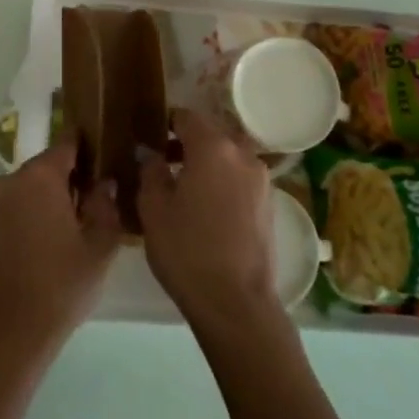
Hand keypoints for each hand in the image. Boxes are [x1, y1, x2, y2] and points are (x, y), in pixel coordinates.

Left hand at [0, 136, 121, 366]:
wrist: (12, 330)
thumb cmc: (62, 283)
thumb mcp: (100, 244)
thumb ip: (106, 204)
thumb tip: (105, 182)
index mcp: (39, 176)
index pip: (68, 143)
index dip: (91, 145)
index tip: (111, 151)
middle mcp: (12, 180)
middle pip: (50, 163)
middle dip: (75, 173)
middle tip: (104, 192)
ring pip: (35, 184)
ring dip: (57, 193)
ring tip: (85, 216)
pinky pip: (21, 202)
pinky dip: (40, 208)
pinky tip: (61, 233)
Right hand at [138, 108, 278, 333]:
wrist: (235, 302)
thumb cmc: (186, 250)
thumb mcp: (153, 208)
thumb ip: (151, 171)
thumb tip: (152, 154)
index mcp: (213, 147)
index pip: (186, 116)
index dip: (165, 122)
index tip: (149, 135)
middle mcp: (242, 154)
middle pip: (211, 134)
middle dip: (187, 142)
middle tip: (162, 161)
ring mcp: (261, 179)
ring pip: (228, 156)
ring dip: (208, 162)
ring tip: (183, 186)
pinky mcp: (270, 204)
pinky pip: (240, 178)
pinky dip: (223, 181)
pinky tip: (206, 207)